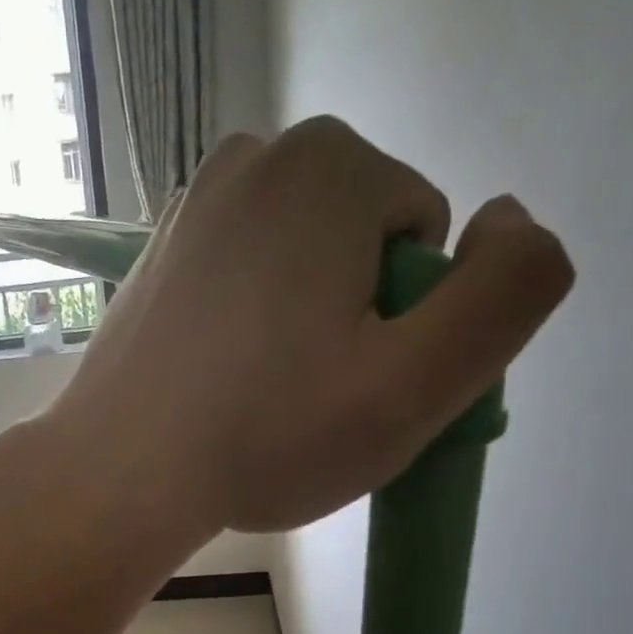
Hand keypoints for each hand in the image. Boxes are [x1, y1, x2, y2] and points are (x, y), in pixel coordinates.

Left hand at [36, 116, 572, 547]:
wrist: (117, 476)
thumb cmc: (266, 434)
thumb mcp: (418, 382)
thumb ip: (508, 293)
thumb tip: (514, 221)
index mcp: (331, 164)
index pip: (422, 240)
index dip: (407, 326)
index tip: (355, 388)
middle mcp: (256, 158)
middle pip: (359, 245)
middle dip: (354, 319)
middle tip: (307, 402)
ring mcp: (193, 206)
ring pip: (298, 265)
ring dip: (300, 327)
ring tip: (258, 400)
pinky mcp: (156, 257)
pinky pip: (239, 282)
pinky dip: (245, 328)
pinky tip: (216, 386)